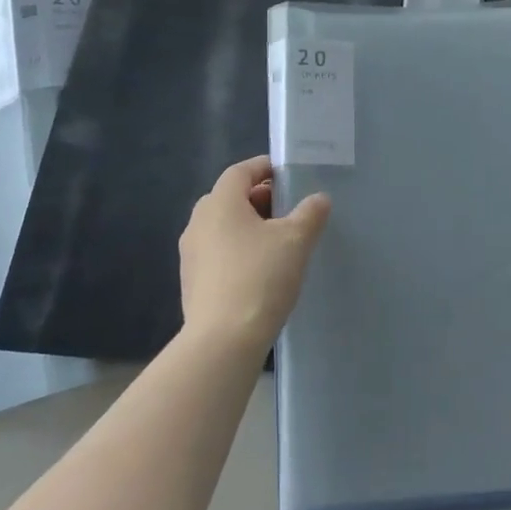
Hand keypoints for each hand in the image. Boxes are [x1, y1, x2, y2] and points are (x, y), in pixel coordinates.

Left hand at [178, 156, 330, 355]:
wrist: (223, 341)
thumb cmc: (260, 277)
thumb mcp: (296, 240)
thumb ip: (310, 213)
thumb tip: (319, 199)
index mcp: (219, 203)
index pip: (240, 171)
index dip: (264, 168)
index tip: (289, 175)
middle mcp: (198, 223)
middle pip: (230, 198)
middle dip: (260, 199)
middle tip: (289, 209)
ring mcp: (191, 255)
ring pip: (223, 227)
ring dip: (249, 226)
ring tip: (279, 242)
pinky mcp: (192, 282)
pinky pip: (218, 253)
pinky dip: (239, 251)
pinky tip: (261, 270)